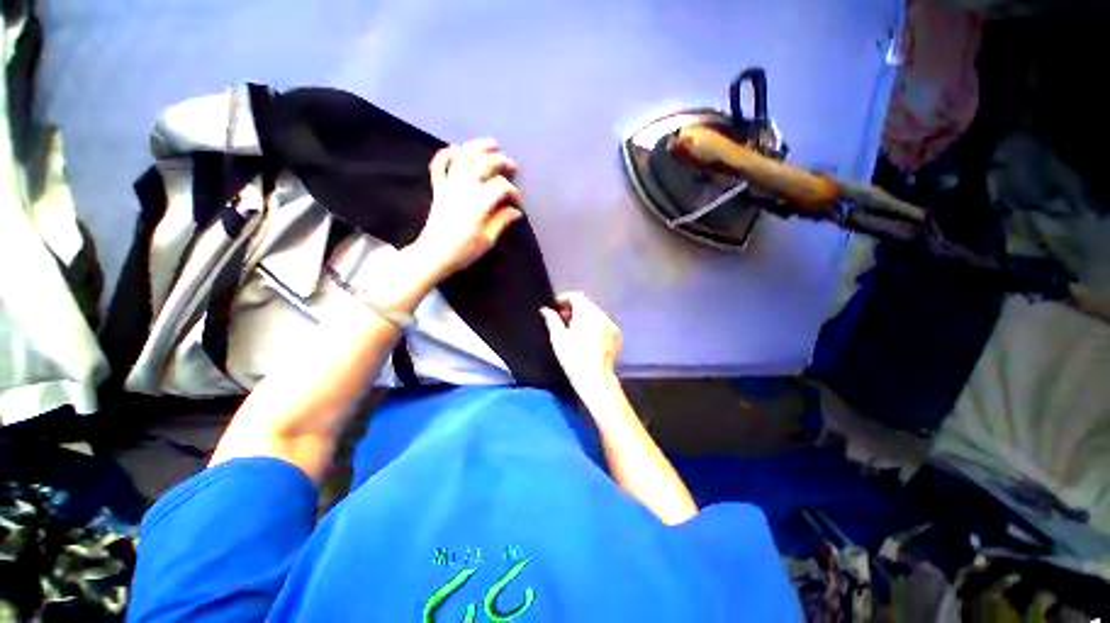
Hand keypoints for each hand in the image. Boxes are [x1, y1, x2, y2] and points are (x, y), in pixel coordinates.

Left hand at [407, 138, 523, 281]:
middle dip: (501, 162)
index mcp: (479, 203)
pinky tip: (455, 149)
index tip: (518, 202)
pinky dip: (445, 154)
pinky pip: (438, 165)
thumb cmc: (464, 251)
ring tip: (491, 143)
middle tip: (512, 166)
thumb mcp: (488, 240)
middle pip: (483, 164)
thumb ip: (502, 221)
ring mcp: (448, 186)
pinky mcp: (438, 189)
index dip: (513, 191)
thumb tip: (516, 211)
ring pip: (462, 157)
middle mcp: (464, 188)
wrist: (434, 255)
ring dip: (477, 147)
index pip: (500, 187)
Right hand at [540, 292, 621, 386]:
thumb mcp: (558, 338)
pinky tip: (588, 339)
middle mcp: (602, 315)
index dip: (564, 298)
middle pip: (586, 304)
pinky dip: (595, 326)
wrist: (595, 379)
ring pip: (596, 314)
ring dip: (585, 317)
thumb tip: (545, 309)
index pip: (576, 296)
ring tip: (575, 331)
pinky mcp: (617, 336)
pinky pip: (604, 324)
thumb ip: (552, 320)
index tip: (556, 308)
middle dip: (574, 309)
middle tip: (563, 321)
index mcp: (587, 313)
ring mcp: (612, 325)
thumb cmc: (573, 358)